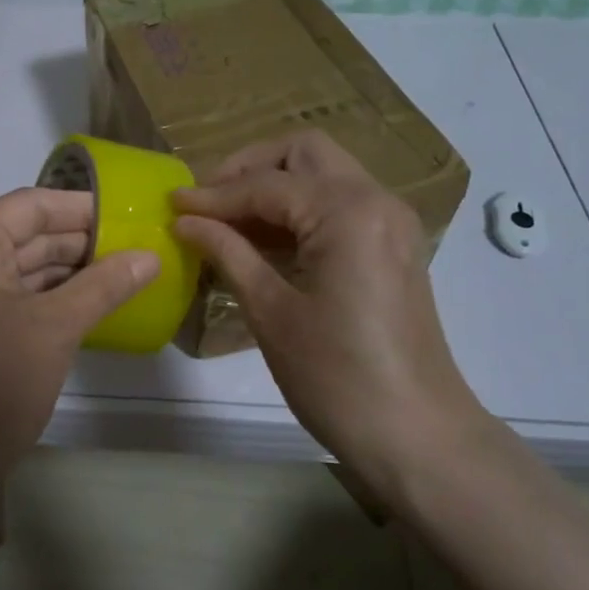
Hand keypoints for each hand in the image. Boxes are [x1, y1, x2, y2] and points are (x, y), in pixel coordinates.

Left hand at [0, 187, 157, 488]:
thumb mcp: (54, 327)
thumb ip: (103, 285)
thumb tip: (150, 256)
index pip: (29, 206)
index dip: (80, 207)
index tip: (128, 214)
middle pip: (26, 236)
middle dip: (80, 240)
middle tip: (137, 246)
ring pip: (24, 271)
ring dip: (71, 272)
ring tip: (126, 273)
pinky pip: (19, 302)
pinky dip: (54, 301)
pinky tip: (95, 306)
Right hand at [173, 131, 483, 476]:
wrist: (418, 436)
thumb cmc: (337, 377)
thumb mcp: (271, 311)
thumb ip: (227, 252)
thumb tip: (184, 221)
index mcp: (347, 212)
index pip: (266, 184)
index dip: (213, 195)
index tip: (170, 205)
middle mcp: (376, 200)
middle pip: (304, 153)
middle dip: (250, 168)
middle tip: (207, 201)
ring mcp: (391, 222)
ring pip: (324, 175)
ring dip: (274, 187)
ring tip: (225, 221)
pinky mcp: (392, 246)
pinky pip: (339, 204)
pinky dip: (298, 209)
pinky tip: (262, 240)